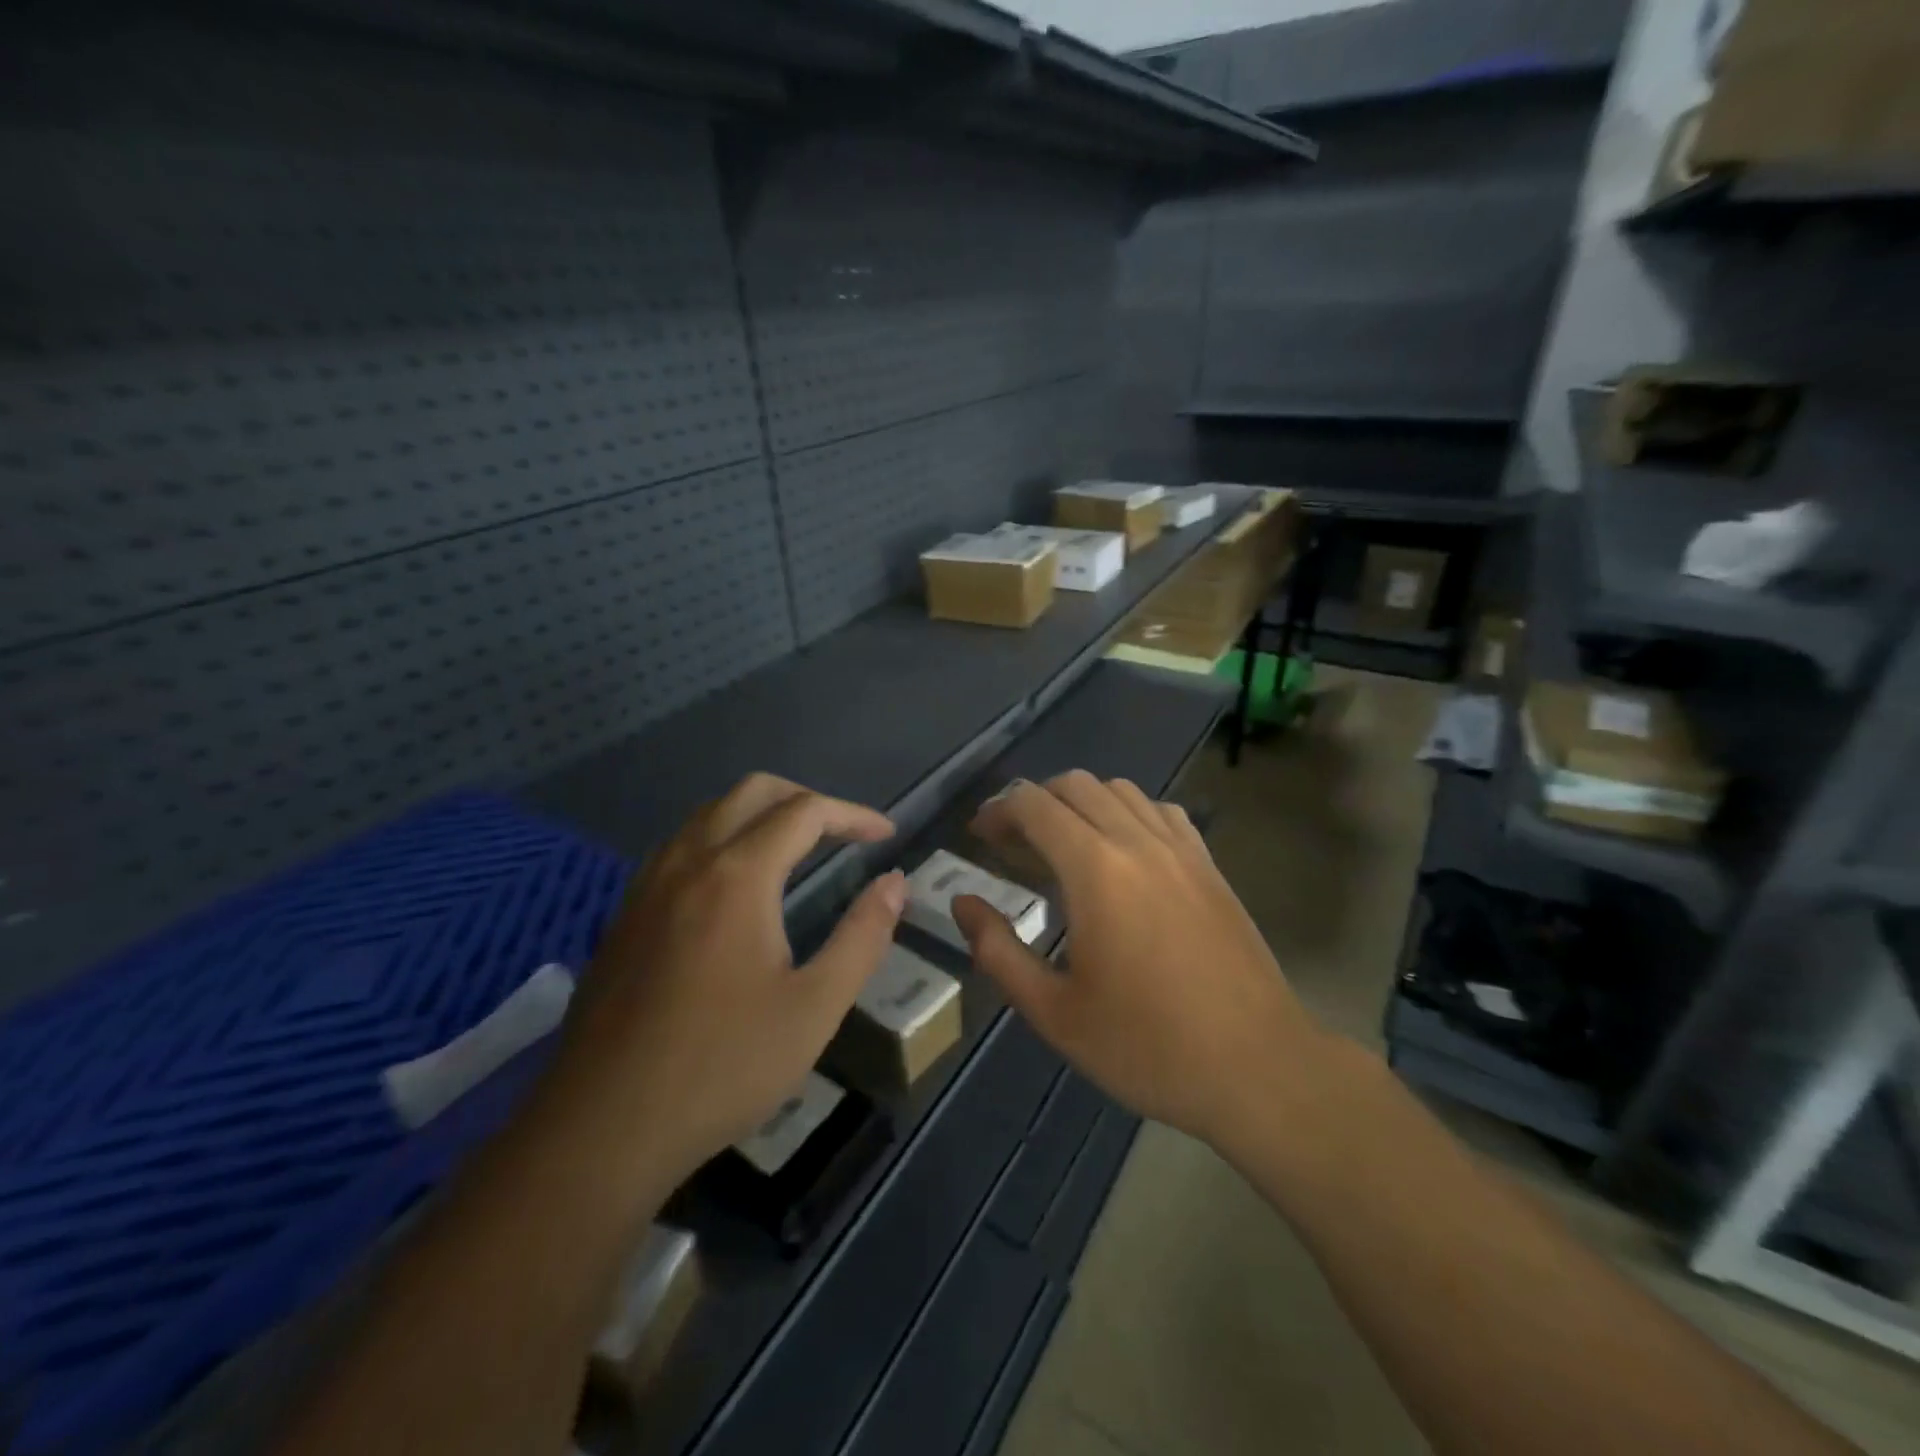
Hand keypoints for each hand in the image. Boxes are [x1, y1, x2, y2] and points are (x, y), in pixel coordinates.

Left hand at [542, 774, 905, 1191]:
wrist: (601, 1130)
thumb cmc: (721, 1067)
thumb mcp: (814, 1008)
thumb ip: (862, 937)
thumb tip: (895, 883)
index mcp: (738, 876)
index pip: (805, 812)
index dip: (853, 814)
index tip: (886, 836)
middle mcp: (687, 862)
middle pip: (751, 792)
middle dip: (805, 799)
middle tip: (842, 832)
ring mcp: (647, 887)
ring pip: (708, 815)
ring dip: (759, 814)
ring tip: (795, 850)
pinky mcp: (624, 916)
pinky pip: (679, 847)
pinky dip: (721, 840)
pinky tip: (734, 889)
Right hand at [956, 773, 1332, 1159]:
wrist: (1258, 1068)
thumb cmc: (1147, 1046)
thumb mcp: (1054, 1012)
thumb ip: (998, 950)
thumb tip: (963, 902)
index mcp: (1096, 871)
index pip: (1034, 805)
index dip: (998, 811)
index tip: (979, 837)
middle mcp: (1138, 842)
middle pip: (1074, 784)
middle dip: (1033, 802)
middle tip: (1012, 843)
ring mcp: (1181, 849)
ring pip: (1120, 789)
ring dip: (1079, 802)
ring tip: (1062, 844)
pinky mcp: (1209, 864)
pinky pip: (1160, 811)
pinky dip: (1127, 812)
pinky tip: (1122, 852)